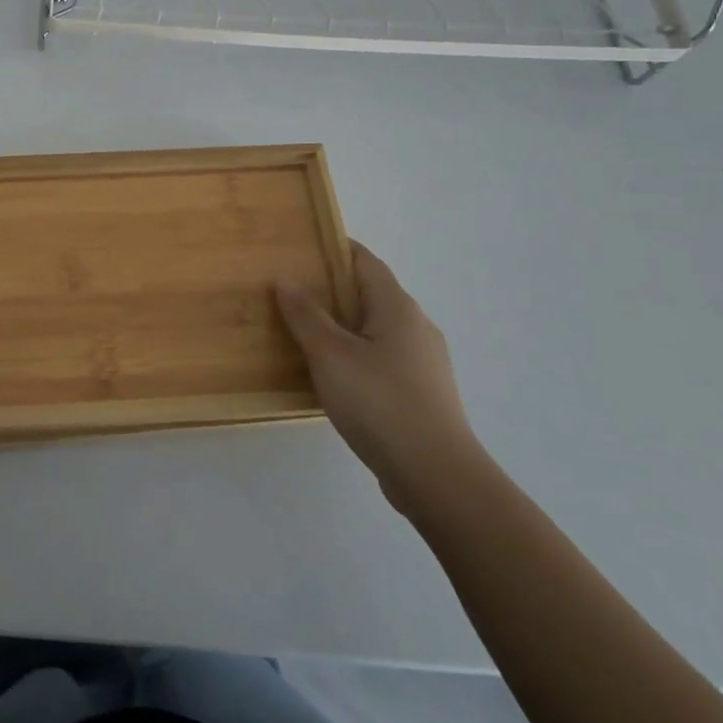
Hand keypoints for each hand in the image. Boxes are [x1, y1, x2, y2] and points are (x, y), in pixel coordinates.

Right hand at [276, 244, 482, 516]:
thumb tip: (285, 278)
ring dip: (342, 325)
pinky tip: (330, 374)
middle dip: (332, 289)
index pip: (365, 261)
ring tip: (301, 332)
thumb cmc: (379, 402)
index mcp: (397, 307)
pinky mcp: (421, 393)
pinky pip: (381, 358)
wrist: (437, 476)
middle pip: (370, 294)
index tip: (301, 247)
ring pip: (375, 329)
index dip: (335, 249)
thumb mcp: (330, 354)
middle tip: (289, 291)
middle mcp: (416, 326)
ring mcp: (423, 362)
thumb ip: (305, 314)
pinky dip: (354, 354)